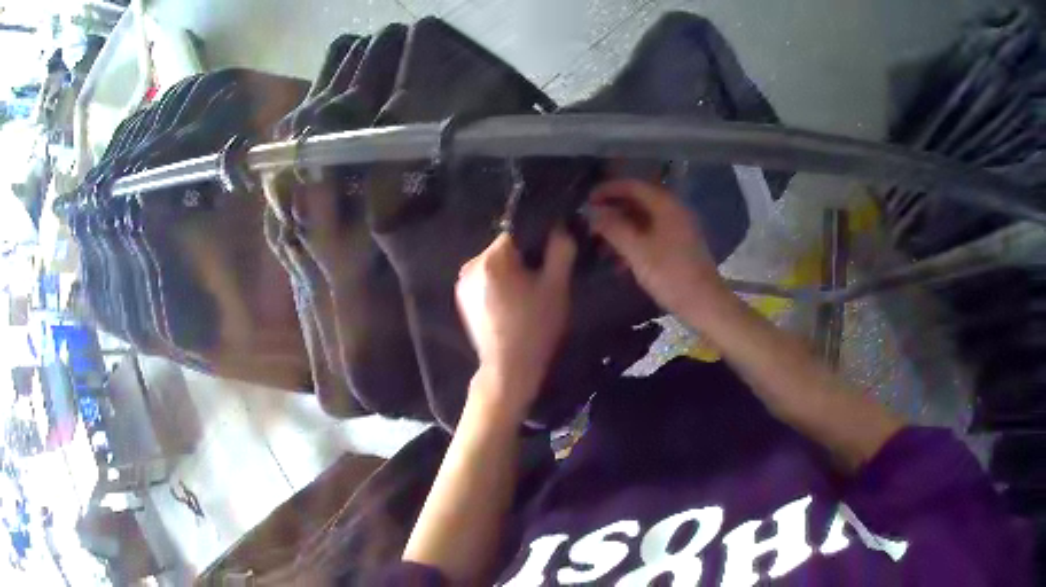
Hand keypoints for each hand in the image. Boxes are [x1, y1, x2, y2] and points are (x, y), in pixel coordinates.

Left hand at [456, 230, 576, 419]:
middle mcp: (470, 265)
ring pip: (495, 265)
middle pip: (505, 248)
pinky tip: (513, 305)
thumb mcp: (556, 287)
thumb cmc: (535, 328)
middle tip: (543, 279)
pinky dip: (500, 285)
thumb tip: (560, 226)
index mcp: (491, 259)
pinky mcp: (462, 299)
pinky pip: (486, 280)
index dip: (538, 239)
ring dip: (512, 271)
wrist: (508, 370)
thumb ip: (560, 250)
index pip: (518, 231)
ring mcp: (463, 283)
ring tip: (529, 294)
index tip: (552, 256)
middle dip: (525, 257)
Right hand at [588, 179, 731, 324]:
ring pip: (643, 219)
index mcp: (665, 205)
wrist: (704, 303)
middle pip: (637, 200)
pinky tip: (618, 260)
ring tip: (600, 243)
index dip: (607, 189)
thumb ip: (613, 227)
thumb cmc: (670, 275)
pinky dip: (633, 240)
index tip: (586, 200)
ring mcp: (678, 227)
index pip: (632, 185)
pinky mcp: (678, 245)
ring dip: (621, 227)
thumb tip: (591, 211)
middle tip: (590, 222)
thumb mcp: (637, 251)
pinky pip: (651, 233)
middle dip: (612, 210)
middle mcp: (673, 210)